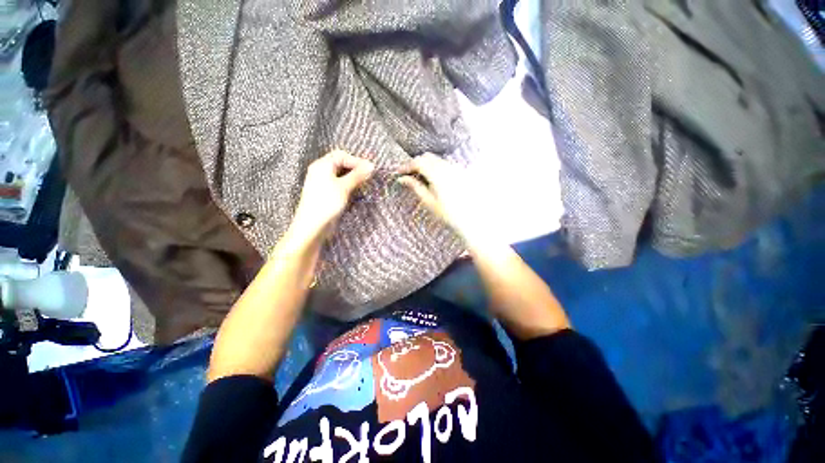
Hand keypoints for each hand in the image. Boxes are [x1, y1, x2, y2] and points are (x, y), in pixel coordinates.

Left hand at [287, 150, 374, 247]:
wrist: (313, 225)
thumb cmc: (327, 203)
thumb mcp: (344, 187)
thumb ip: (357, 175)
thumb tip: (371, 165)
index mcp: (322, 165)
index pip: (341, 155)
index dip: (356, 160)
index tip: (369, 169)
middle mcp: (321, 172)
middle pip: (341, 164)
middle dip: (355, 169)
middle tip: (368, 177)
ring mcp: (323, 183)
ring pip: (341, 175)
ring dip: (353, 178)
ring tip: (364, 184)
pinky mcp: (327, 194)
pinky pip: (339, 184)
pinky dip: (349, 185)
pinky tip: (355, 191)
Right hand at [398, 153, 488, 245]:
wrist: (472, 220)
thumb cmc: (449, 214)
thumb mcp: (429, 202)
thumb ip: (416, 187)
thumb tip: (402, 179)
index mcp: (438, 175)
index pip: (418, 162)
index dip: (407, 166)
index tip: (399, 172)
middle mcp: (448, 168)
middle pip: (427, 157)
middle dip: (416, 163)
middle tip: (408, 175)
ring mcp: (457, 169)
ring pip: (437, 160)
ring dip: (426, 165)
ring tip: (420, 178)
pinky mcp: (462, 173)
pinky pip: (446, 165)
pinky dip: (436, 168)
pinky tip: (435, 180)